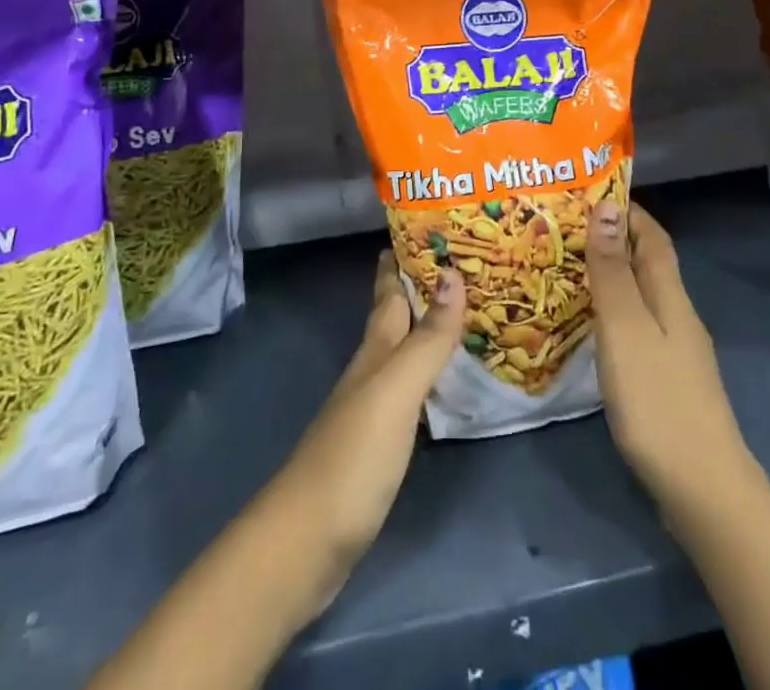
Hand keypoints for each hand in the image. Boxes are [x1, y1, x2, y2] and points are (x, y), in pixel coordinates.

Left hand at [270, 252, 464, 596]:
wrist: (306, 542)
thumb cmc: (353, 457)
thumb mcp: (396, 391)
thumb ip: (427, 338)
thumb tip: (453, 272)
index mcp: (375, 351)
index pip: (389, 291)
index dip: (402, 260)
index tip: (425, 227)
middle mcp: (372, 370)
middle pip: (395, 317)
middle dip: (421, 287)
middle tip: (461, 262)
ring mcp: (372, 408)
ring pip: (403, 351)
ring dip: (427, 327)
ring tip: (463, 311)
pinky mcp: (379, 444)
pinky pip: (411, 390)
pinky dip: (429, 372)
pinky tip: (446, 379)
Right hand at [587, 202, 752, 518]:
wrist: (705, 491)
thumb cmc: (659, 401)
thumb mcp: (626, 329)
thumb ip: (614, 270)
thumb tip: (608, 206)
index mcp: (671, 296)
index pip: (653, 237)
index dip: (628, 211)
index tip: (589, 192)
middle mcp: (677, 316)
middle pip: (648, 264)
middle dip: (613, 240)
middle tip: (563, 230)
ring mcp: (676, 352)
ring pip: (642, 297)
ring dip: (611, 277)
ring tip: (566, 270)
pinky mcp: (667, 383)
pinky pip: (637, 328)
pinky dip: (613, 313)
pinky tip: (589, 327)